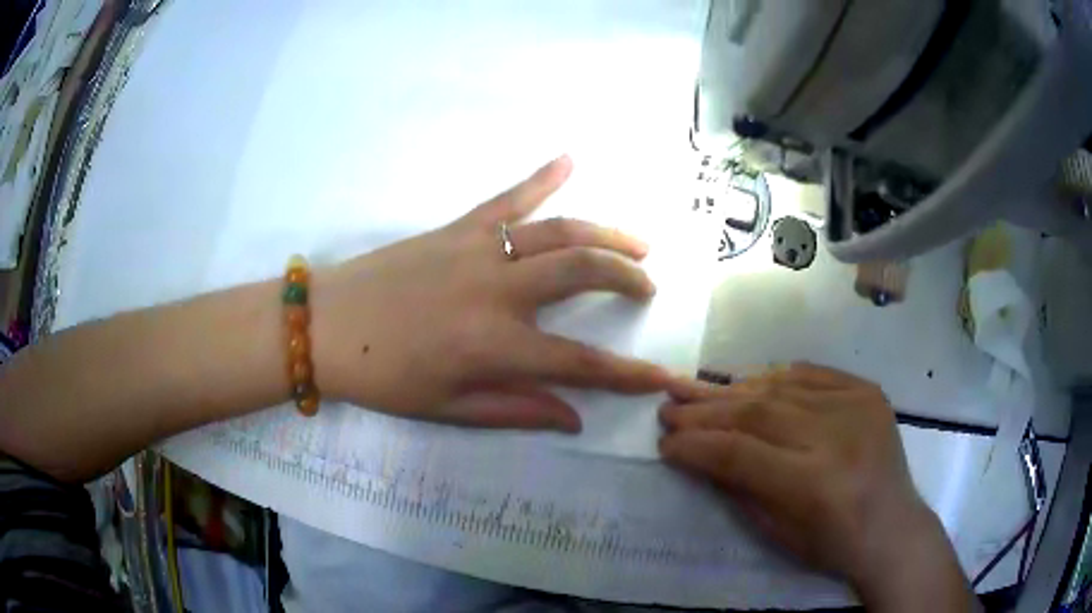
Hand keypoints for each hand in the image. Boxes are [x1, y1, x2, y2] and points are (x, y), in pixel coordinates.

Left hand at [311, 155, 674, 431]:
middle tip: (648, 286)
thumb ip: (516, 410)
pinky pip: (508, 198)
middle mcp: (497, 289)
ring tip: (637, 244)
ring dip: (606, 235)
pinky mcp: (458, 227)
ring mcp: (478, 249)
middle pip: (583, 272)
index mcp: (494, 345)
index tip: (662, 376)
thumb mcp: (448, 409)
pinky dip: (542, 177)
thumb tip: (575, 419)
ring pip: (560, 231)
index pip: (580, 362)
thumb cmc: (383, 377)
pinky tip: (570, 158)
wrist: (327, 325)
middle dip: (627, 278)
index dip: (627, 374)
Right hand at [659, 364, 975, 610]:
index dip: (697, 445)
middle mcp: (837, 436)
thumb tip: (699, 453)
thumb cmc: (833, 544)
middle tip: (669, 407)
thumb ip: (738, 488)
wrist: (893, 526)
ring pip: (780, 389)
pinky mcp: (867, 391)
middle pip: (758, 413)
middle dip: (706, 411)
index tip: (665, 442)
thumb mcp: (778, 532)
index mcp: (814, 484)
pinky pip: (811, 374)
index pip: (740, 453)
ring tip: (696, 391)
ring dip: (732, 390)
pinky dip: (773, 377)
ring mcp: (857, 405)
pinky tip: (746, 382)